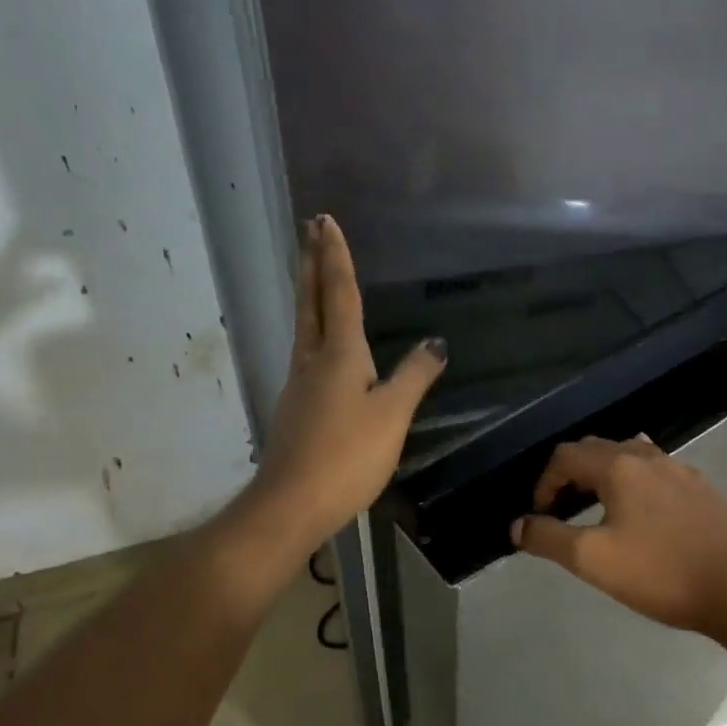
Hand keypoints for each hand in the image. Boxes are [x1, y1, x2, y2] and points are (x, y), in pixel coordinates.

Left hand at [244, 214, 445, 556]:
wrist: (291, 504)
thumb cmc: (347, 454)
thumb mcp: (392, 414)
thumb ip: (414, 376)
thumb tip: (435, 343)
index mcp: (339, 354)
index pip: (339, 294)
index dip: (336, 257)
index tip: (325, 221)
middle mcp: (313, 359)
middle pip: (311, 301)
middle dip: (312, 263)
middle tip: (308, 229)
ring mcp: (299, 383)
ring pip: (304, 325)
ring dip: (309, 293)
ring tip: (313, 273)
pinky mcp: (296, 407)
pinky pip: (306, 352)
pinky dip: (313, 330)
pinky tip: (322, 345)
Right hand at [511, 436, 726, 632]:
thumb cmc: (659, 572)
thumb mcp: (593, 559)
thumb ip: (548, 538)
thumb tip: (518, 525)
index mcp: (619, 465)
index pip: (566, 456)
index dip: (544, 483)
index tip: (542, 516)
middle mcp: (648, 455)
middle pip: (596, 448)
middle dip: (571, 474)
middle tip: (563, 510)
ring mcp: (679, 468)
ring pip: (628, 455)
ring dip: (603, 474)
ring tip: (598, 507)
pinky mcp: (700, 487)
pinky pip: (655, 469)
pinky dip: (633, 480)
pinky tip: (641, 512)